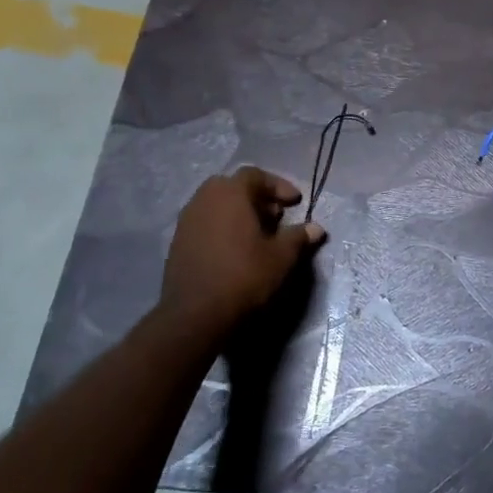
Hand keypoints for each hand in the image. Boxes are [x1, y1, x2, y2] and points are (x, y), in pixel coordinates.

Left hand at [160, 168, 325, 330]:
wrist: (195, 316)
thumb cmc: (244, 277)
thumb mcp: (282, 257)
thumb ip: (298, 237)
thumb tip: (316, 229)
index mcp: (229, 194)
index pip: (255, 175)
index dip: (278, 186)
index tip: (295, 203)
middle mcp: (203, 200)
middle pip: (232, 187)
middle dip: (256, 197)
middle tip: (275, 216)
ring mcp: (186, 222)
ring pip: (215, 205)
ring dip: (238, 213)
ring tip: (258, 235)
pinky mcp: (177, 244)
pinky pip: (204, 224)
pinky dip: (222, 228)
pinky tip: (236, 250)